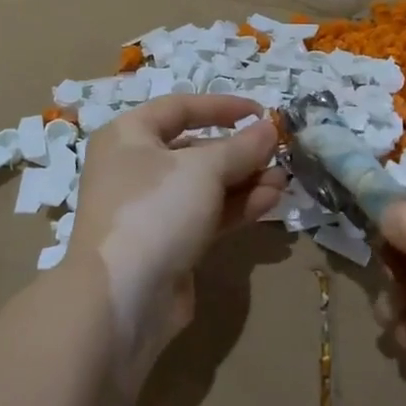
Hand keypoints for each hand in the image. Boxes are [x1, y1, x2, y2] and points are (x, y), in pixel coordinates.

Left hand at [65, 95, 284, 379]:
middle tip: (278, 154)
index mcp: (129, 136)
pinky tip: (270, 202)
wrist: (122, 299)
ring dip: (245, 181)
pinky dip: (236, 207)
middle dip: (239, 151)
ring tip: (283, 182)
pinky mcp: (166, 243)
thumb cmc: (155, 210)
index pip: (180, 108)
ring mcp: (150, 208)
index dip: (222, 107)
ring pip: (204, 185)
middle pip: (195, 149)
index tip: (261, 112)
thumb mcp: (204, 169)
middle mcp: (135, 167)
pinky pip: (206, 214)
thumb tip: (269, 129)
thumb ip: (241, 147)